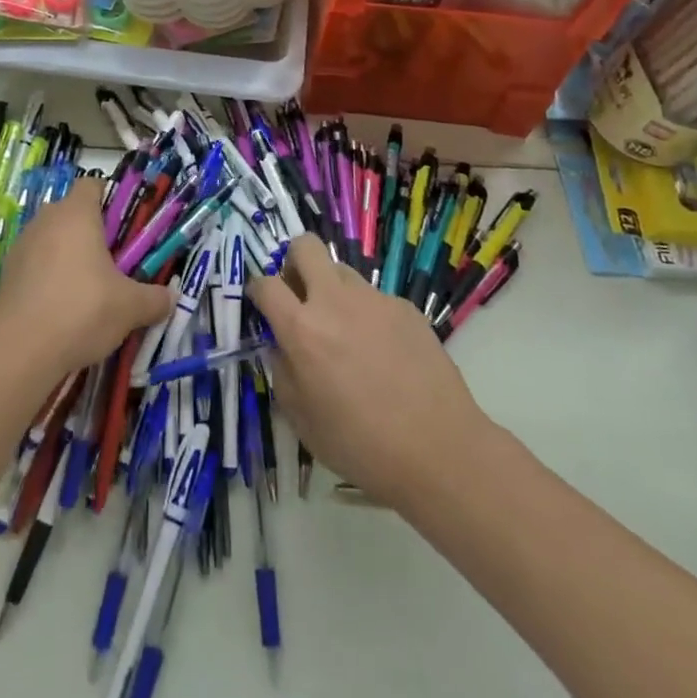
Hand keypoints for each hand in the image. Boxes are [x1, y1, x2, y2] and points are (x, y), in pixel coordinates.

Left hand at [0, 178, 174, 379]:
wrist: (19, 349)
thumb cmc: (82, 309)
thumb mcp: (130, 307)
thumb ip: (154, 299)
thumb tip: (170, 298)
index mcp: (76, 213)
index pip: (93, 184)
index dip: (110, 200)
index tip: (125, 227)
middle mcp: (46, 220)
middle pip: (72, 213)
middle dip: (92, 233)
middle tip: (113, 263)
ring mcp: (22, 246)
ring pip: (52, 239)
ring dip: (68, 256)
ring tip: (88, 291)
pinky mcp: (7, 274)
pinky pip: (35, 265)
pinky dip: (49, 278)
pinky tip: (62, 309)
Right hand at [248, 235, 492, 509]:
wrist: (439, 451)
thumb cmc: (362, 446)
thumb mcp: (303, 420)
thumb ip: (283, 372)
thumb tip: (281, 346)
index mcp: (302, 329)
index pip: (265, 284)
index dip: (257, 290)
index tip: (262, 304)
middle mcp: (335, 301)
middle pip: (304, 246)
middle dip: (294, 262)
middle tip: (300, 296)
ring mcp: (374, 299)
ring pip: (341, 270)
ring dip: (332, 289)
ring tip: (345, 331)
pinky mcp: (405, 307)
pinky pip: (374, 298)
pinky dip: (368, 315)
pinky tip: (384, 353)